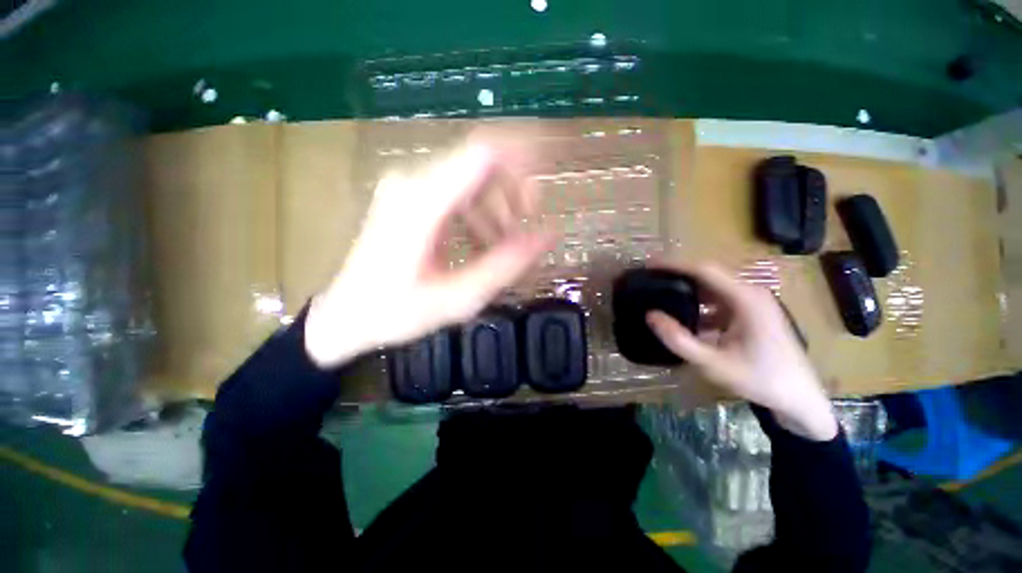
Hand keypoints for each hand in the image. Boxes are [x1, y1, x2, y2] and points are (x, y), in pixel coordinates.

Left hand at [305, 143, 552, 367]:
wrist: (345, 316)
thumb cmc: (396, 312)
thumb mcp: (458, 297)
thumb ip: (506, 265)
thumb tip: (549, 235)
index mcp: (422, 202)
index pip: (484, 153)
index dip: (524, 159)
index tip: (543, 191)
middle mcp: (413, 181)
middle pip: (481, 164)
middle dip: (513, 192)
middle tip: (526, 227)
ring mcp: (409, 186)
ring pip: (471, 178)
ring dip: (497, 207)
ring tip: (504, 245)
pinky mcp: (410, 197)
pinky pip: (457, 192)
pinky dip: (478, 214)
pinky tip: (481, 243)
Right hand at [646, 263, 837, 440]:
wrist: (800, 398)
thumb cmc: (760, 380)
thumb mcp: (714, 364)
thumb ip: (679, 339)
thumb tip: (650, 315)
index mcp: (746, 299)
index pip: (704, 270)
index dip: (673, 264)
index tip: (647, 264)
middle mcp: (751, 293)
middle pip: (708, 274)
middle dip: (677, 273)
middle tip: (649, 278)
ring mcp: (753, 302)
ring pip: (713, 286)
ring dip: (687, 287)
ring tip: (659, 291)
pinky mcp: (751, 312)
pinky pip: (719, 299)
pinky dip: (698, 302)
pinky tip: (683, 314)